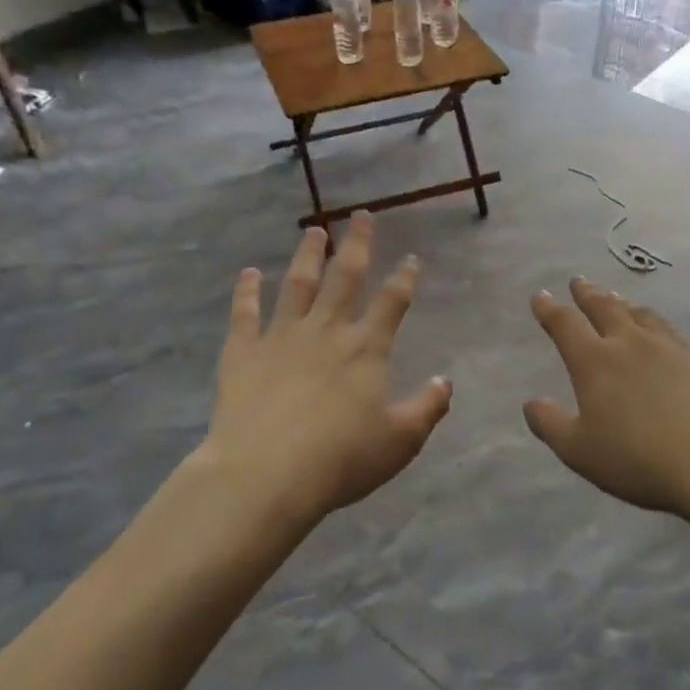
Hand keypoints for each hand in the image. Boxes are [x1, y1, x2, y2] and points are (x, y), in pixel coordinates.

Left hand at [202, 214, 451, 523]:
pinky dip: (246, 291)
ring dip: (308, 255)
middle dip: (357, 244)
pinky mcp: (243, 351)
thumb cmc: (341, 460)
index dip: (404, 279)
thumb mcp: (399, 441)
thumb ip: (427, 408)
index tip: (412, 259)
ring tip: (314, 231)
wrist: (266, 473)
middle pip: (345, 278)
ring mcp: (281, 337)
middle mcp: (326, 331)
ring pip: (297, 284)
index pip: (391, 304)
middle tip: (362, 216)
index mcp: (366, 350)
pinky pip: (245, 313)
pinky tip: (249, 272)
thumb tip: (446, 381)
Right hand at [525, 280, 689, 517]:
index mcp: (595, 361)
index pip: (566, 324)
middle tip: (578, 282)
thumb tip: (532, 402)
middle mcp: (632, 344)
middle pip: (606, 308)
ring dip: (626, 305)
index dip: (550, 309)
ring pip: (644, 316)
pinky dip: (662, 329)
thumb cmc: (637, 459)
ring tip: (620, 299)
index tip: (541, 296)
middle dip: (588, 294)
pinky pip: (677, 336)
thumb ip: (550, 424)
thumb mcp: (578, 450)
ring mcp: (673, 350)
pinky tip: (668, 337)